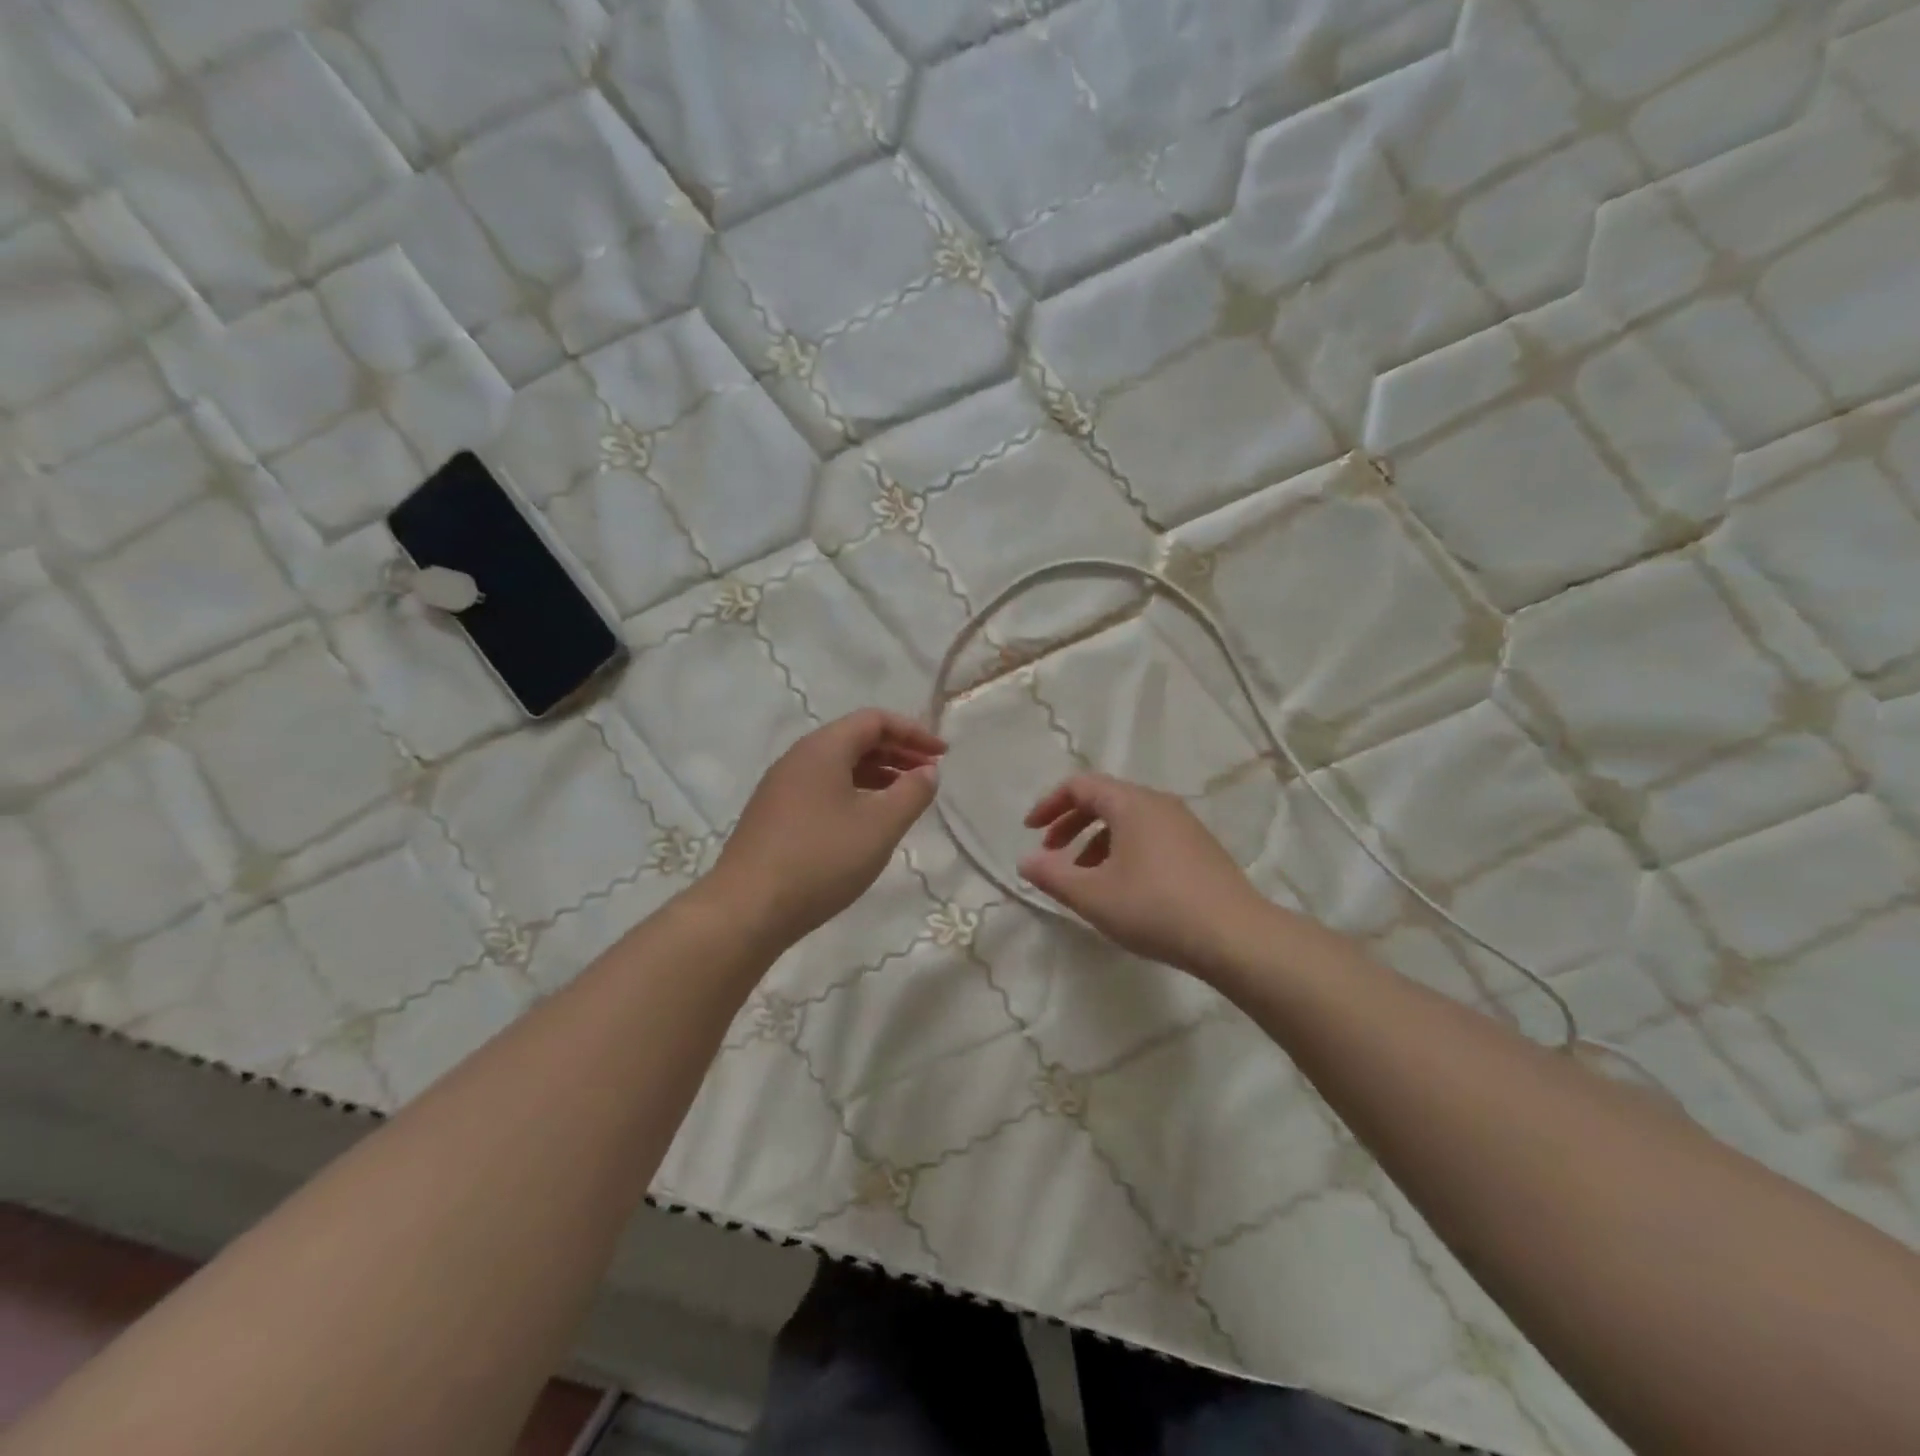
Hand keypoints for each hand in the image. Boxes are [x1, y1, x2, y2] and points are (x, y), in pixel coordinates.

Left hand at [712, 710, 945, 946]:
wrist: (746, 909)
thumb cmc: (821, 859)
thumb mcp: (880, 826)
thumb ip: (912, 793)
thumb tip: (927, 771)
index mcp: (823, 749)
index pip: (874, 720)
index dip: (913, 732)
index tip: (942, 755)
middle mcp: (798, 758)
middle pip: (855, 739)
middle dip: (897, 752)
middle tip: (929, 774)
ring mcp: (781, 788)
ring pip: (838, 766)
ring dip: (877, 774)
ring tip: (905, 797)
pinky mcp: (774, 816)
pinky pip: (823, 789)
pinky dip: (854, 793)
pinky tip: (867, 822)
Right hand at [1020, 773, 1271, 978]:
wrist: (1236, 936)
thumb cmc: (1155, 908)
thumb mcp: (1093, 896)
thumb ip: (1053, 876)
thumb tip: (1025, 861)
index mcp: (1131, 803)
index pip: (1080, 785)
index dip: (1049, 804)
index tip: (1030, 831)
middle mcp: (1159, 803)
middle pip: (1104, 799)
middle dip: (1071, 823)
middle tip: (1051, 853)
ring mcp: (1184, 825)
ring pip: (1128, 820)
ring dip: (1096, 841)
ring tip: (1083, 878)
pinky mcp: (1200, 848)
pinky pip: (1149, 836)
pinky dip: (1123, 850)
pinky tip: (1122, 887)